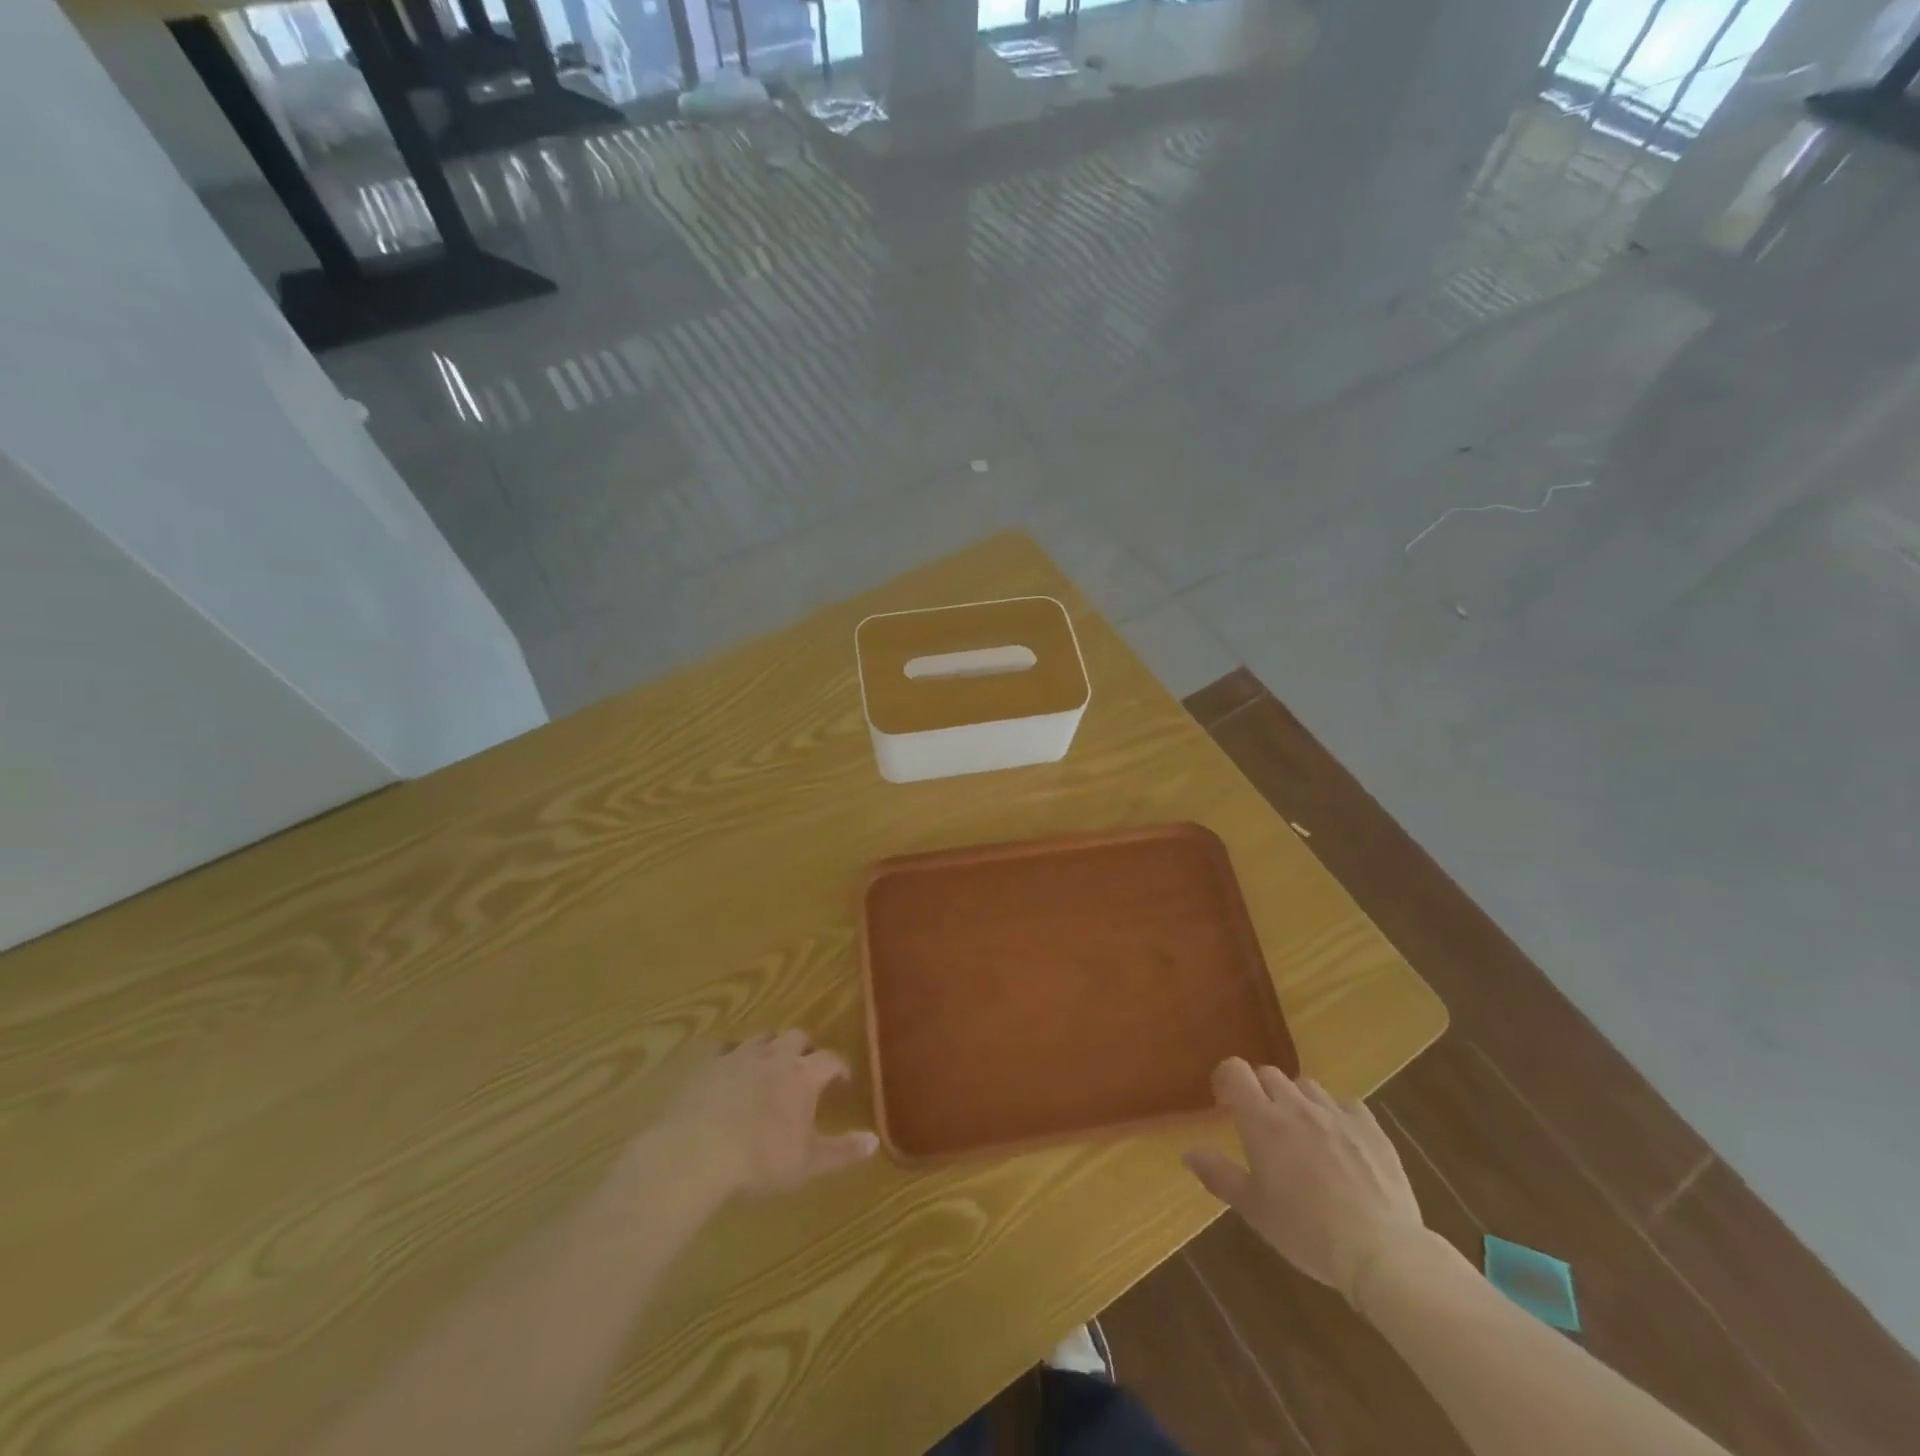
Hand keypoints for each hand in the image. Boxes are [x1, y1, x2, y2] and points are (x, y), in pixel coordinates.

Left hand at [655, 1031, 878, 1200]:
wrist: (696, 1152)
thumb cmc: (760, 1159)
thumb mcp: (808, 1163)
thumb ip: (843, 1151)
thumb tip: (874, 1140)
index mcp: (803, 1075)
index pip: (830, 1058)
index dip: (839, 1066)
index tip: (843, 1079)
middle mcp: (775, 1056)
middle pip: (796, 1037)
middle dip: (805, 1048)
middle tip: (805, 1067)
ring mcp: (738, 1056)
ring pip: (762, 1038)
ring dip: (771, 1048)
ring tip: (769, 1066)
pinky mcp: (707, 1064)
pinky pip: (724, 1049)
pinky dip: (732, 1056)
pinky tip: (729, 1070)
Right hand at [1183, 1058, 1426, 1301]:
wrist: (1381, 1252)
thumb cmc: (1306, 1232)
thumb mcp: (1254, 1209)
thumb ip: (1218, 1175)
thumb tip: (1187, 1152)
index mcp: (1262, 1120)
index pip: (1235, 1070)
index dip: (1226, 1080)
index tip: (1225, 1103)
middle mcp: (1296, 1105)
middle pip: (1270, 1074)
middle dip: (1261, 1091)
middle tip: (1263, 1126)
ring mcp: (1336, 1113)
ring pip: (1307, 1086)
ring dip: (1297, 1101)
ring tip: (1302, 1133)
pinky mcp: (1371, 1128)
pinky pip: (1347, 1104)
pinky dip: (1337, 1114)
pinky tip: (1341, 1140)